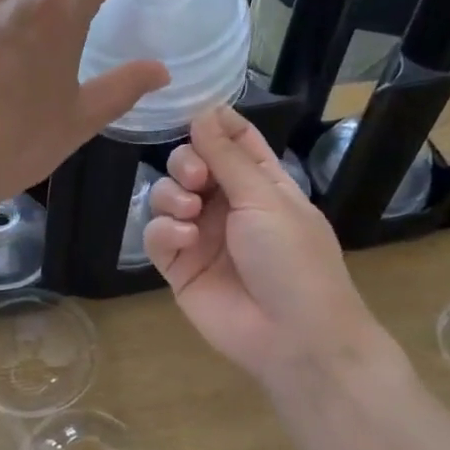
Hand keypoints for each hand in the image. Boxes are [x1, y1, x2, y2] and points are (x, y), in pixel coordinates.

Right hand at [145, 106, 396, 400]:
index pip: (234, 141)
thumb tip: (203, 112)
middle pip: (191, 164)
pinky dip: (163, 231)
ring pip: (167, 196)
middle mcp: (228, 205)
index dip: (214, 123)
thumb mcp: (265, 200)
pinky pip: (156, 235)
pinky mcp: (179, 267)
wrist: (293, 337)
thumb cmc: (293, 260)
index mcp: (261, 185)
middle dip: (186, 163)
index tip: (192, 113)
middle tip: (197, 178)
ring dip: (172, 195)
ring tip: (189, 212)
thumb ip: (227, 157)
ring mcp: (201, 236)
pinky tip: (183, 240)